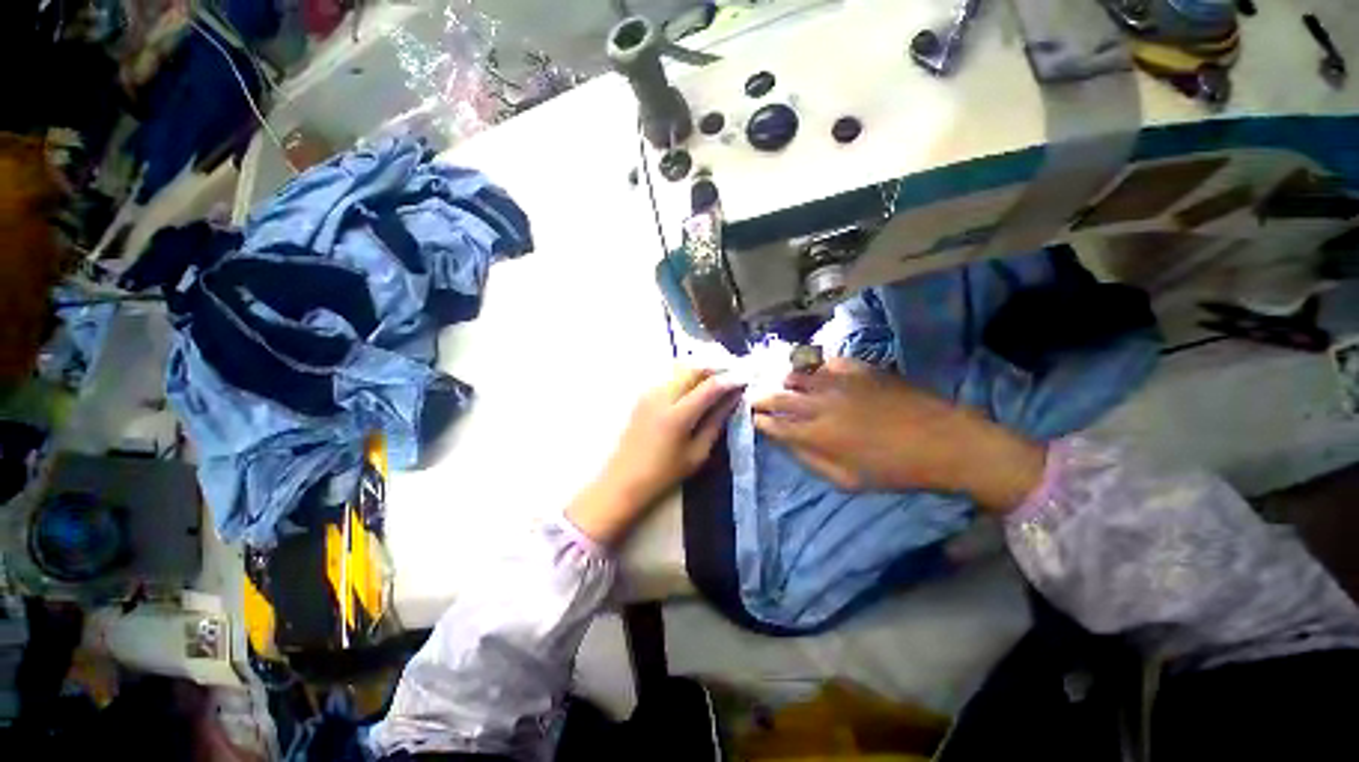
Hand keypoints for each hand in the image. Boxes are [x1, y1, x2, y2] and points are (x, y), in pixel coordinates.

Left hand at [567, 367, 742, 545]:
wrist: (623, 479)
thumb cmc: (664, 473)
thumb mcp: (697, 453)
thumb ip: (716, 422)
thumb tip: (733, 400)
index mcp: (678, 415)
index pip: (710, 386)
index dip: (730, 379)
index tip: (745, 378)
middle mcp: (662, 396)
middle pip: (693, 368)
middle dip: (715, 368)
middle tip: (732, 375)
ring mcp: (650, 393)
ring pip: (680, 369)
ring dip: (701, 370)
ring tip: (717, 379)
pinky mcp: (643, 395)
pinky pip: (670, 376)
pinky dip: (686, 376)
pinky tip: (695, 387)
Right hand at [752, 358, 1044, 512]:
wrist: (943, 441)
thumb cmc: (894, 469)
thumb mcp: (848, 480)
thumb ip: (811, 461)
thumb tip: (788, 445)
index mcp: (816, 434)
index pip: (776, 424)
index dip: (762, 421)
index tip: (757, 419)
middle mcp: (820, 403)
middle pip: (780, 396)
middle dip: (762, 398)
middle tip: (757, 399)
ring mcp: (839, 382)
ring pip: (798, 375)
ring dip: (784, 381)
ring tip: (780, 384)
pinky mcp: (858, 369)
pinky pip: (826, 362)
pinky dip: (814, 367)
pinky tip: (814, 371)